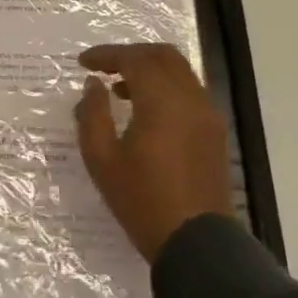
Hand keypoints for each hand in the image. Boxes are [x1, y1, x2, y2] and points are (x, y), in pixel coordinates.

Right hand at [74, 43, 234, 263]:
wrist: (196, 243)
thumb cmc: (142, 200)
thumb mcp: (102, 158)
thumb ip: (92, 114)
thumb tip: (93, 86)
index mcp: (162, 101)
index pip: (134, 59)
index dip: (106, 55)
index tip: (83, 63)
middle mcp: (190, 99)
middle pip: (163, 56)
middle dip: (131, 54)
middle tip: (103, 67)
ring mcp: (207, 115)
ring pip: (179, 72)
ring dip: (149, 70)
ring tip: (119, 89)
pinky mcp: (214, 132)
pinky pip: (189, 92)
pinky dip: (165, 87)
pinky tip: (145, 110)